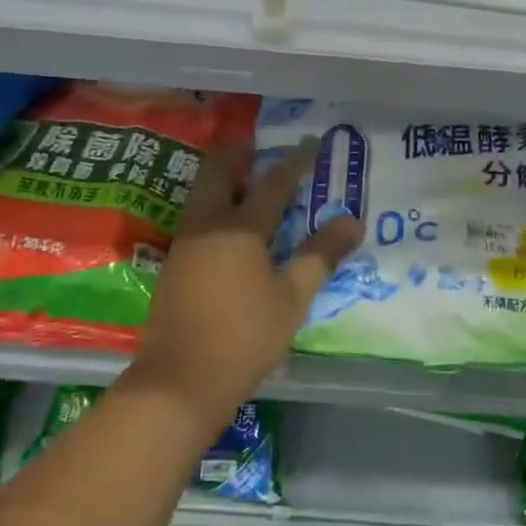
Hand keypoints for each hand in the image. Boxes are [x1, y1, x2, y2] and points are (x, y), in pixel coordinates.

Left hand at [125, 138, 361, 432]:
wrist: (178, 384)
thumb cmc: (244, 338)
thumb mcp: (292, 298)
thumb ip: (321, 255)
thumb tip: (352, 221)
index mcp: (240, 228)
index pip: (273, 182)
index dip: (296, 161)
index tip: (312, 142)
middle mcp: (207, 225)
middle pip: (218, 171)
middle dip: (239, 153)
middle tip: (262, 149)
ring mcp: (184, 244)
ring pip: (201, 193)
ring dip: (223, 179)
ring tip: (247, 182)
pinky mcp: (173, 266)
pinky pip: (196, 217)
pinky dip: (214, 205)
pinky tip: (228, 224)